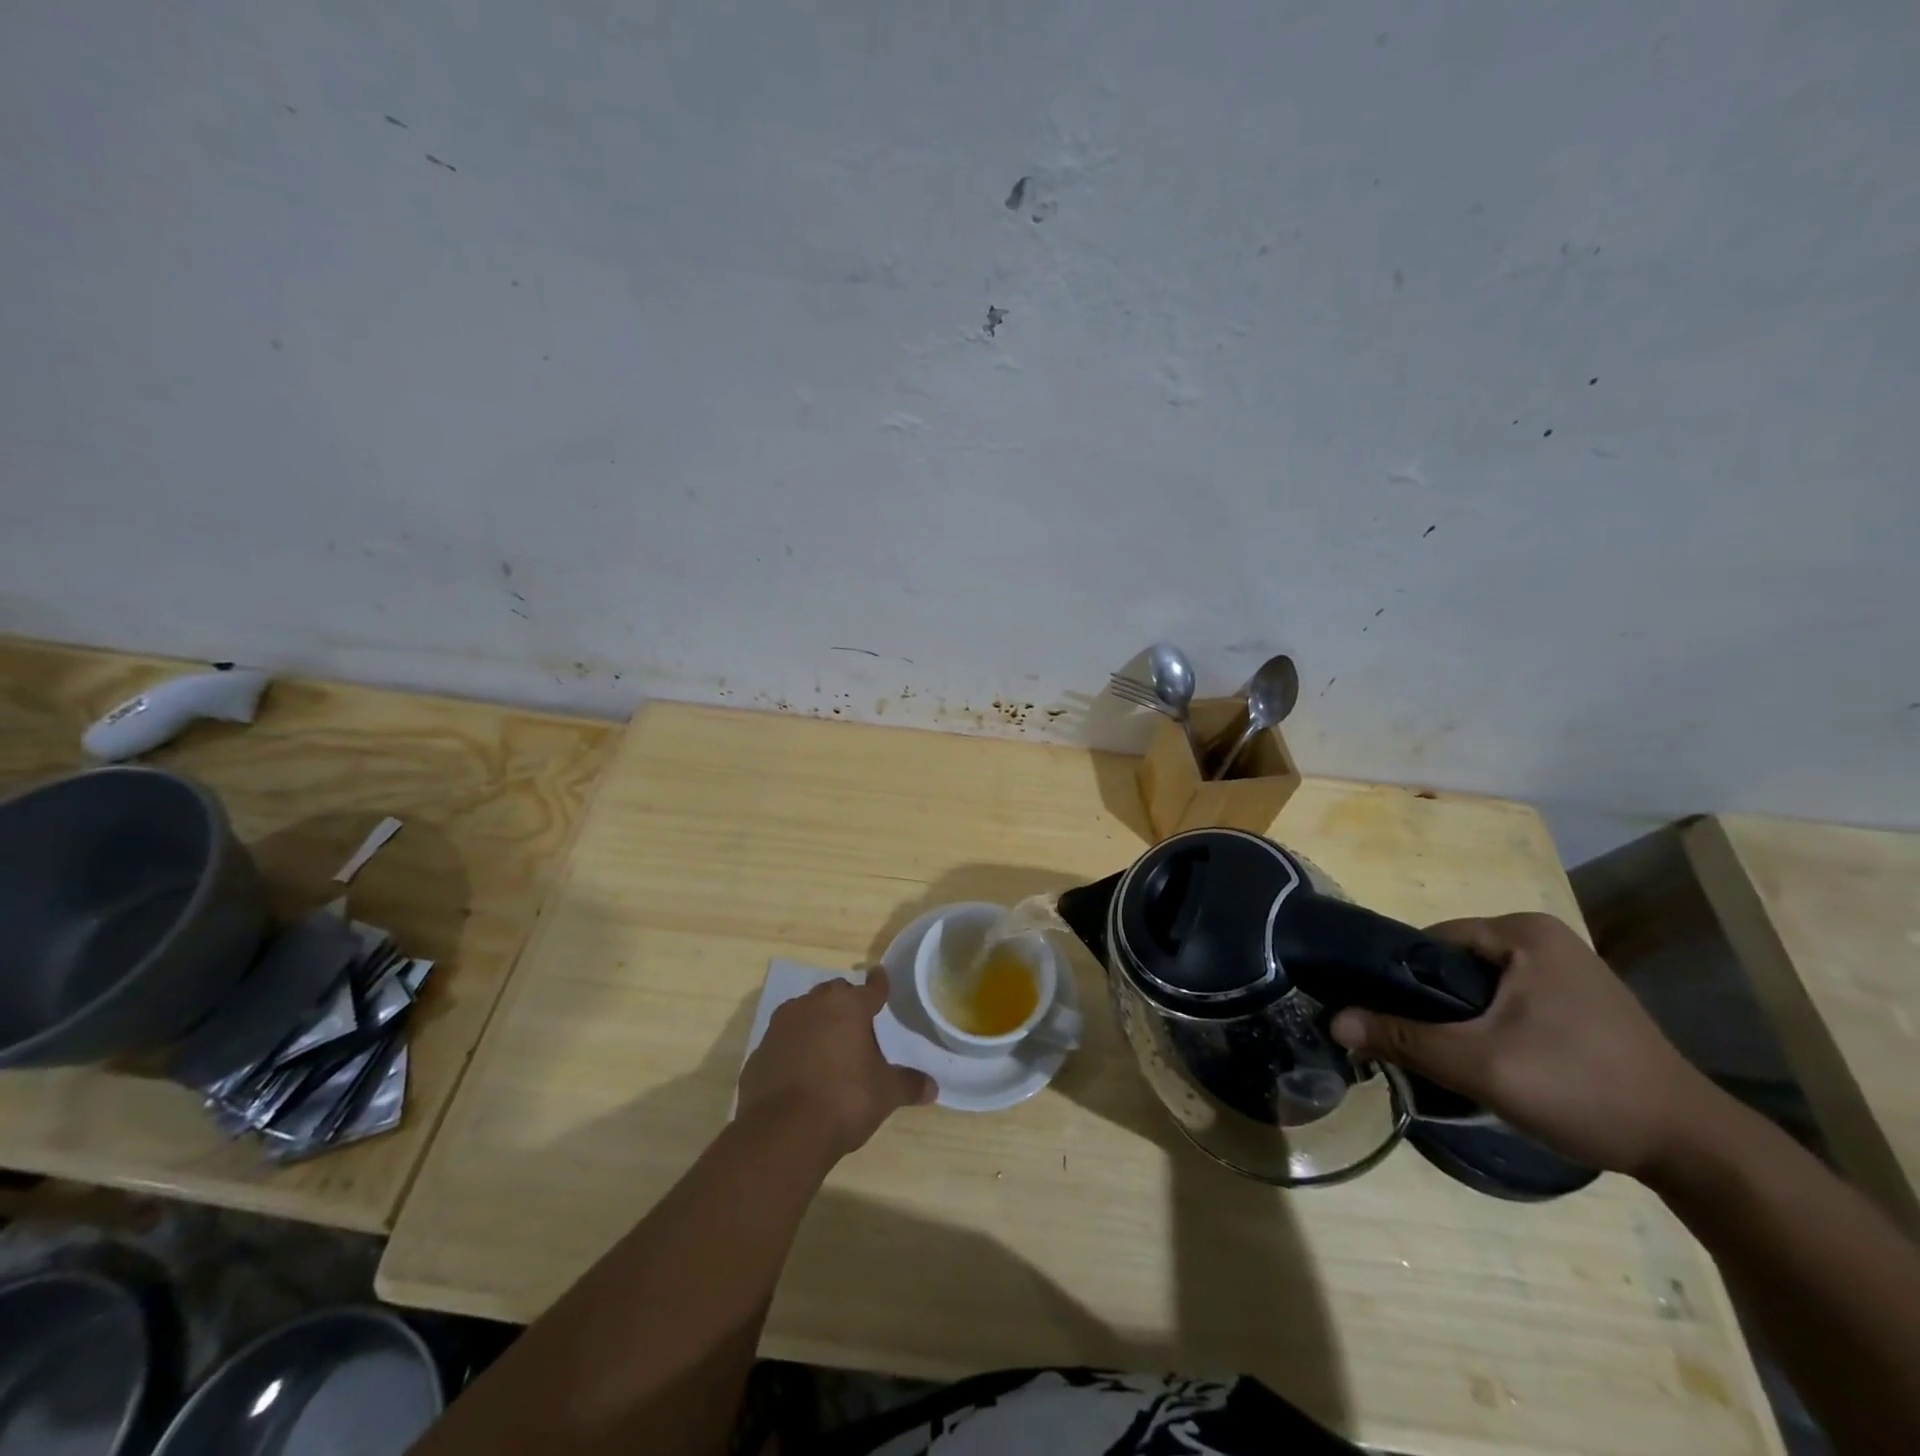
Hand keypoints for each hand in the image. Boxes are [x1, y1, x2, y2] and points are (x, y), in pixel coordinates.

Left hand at [736, 969, 935, 1161]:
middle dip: (845, 1002)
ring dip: (816, 1022)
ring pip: (804, 1011)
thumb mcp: (885, 1094)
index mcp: (848, 1006)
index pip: (871, 987)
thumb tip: (933, 1087)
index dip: (879, 984)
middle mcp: (813, 1005)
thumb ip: (908, 1084)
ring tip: (829, 1045)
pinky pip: (783, 1040)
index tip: (881, 978)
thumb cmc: (844, 1100)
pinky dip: (793, 1047)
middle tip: (857, 1022)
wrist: (782, 1132)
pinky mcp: (759, 1051)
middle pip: (834, 993)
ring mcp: (781, 1026)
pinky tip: (801, 1070)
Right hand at [1329, 912, 1718, 1176]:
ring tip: (1448, 1057)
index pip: (1430, 941)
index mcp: (1523, 932)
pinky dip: (1491, 1025)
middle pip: (1454, 964)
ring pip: (1481, 986)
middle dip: (1430, 1003)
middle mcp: (1544, 938)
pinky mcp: (1581, 1003)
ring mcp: (1567, 970)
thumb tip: (1334, 1020)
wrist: (1697, 1150)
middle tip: (1413, 1043)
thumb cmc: (1583, 1088)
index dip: (1398, 978)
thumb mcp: (1481, 1065)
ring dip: (1459, 1018)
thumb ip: (1403, 1038)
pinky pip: (1511, 1001)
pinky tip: (1492, 1061)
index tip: (1382, 1018)